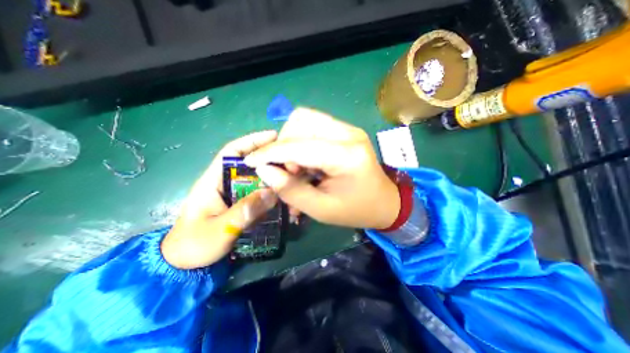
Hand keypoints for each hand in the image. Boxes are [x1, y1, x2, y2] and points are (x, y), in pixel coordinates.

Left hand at [162, 131, 277, 267]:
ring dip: (272, 177)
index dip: (251, 141)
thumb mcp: (219, 229)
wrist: (185, 264)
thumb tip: (272, 192)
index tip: (273, 136)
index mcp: (213, 181)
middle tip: (290, 160)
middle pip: (249, 164)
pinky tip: (283, 195)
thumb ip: (245, 211)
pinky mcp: (241, 205)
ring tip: (291, 176)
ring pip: (257, 179)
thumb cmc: (194, 245)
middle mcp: (225, 183)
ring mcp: (235, 194)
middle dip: (268, 159)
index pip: (231, 152)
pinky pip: (259, 194)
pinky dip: (271, 192)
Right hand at [246, 107, 397, 228]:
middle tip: (288, 170)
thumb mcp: (321, 209)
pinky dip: (301, 140)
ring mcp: (349, 129)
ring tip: (297, 167)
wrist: (385, 202)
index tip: (251, 161)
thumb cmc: (355, 210)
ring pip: (306, 119)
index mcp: (347, 156)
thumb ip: (290, 189)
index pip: (299, 145)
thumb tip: (264, 169)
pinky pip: (314, 126)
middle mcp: (349, 134)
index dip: (271, 152)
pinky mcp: (346, 131)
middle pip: (301, 120)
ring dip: (292, 141)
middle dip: (284, 144)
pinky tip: (307, 160)